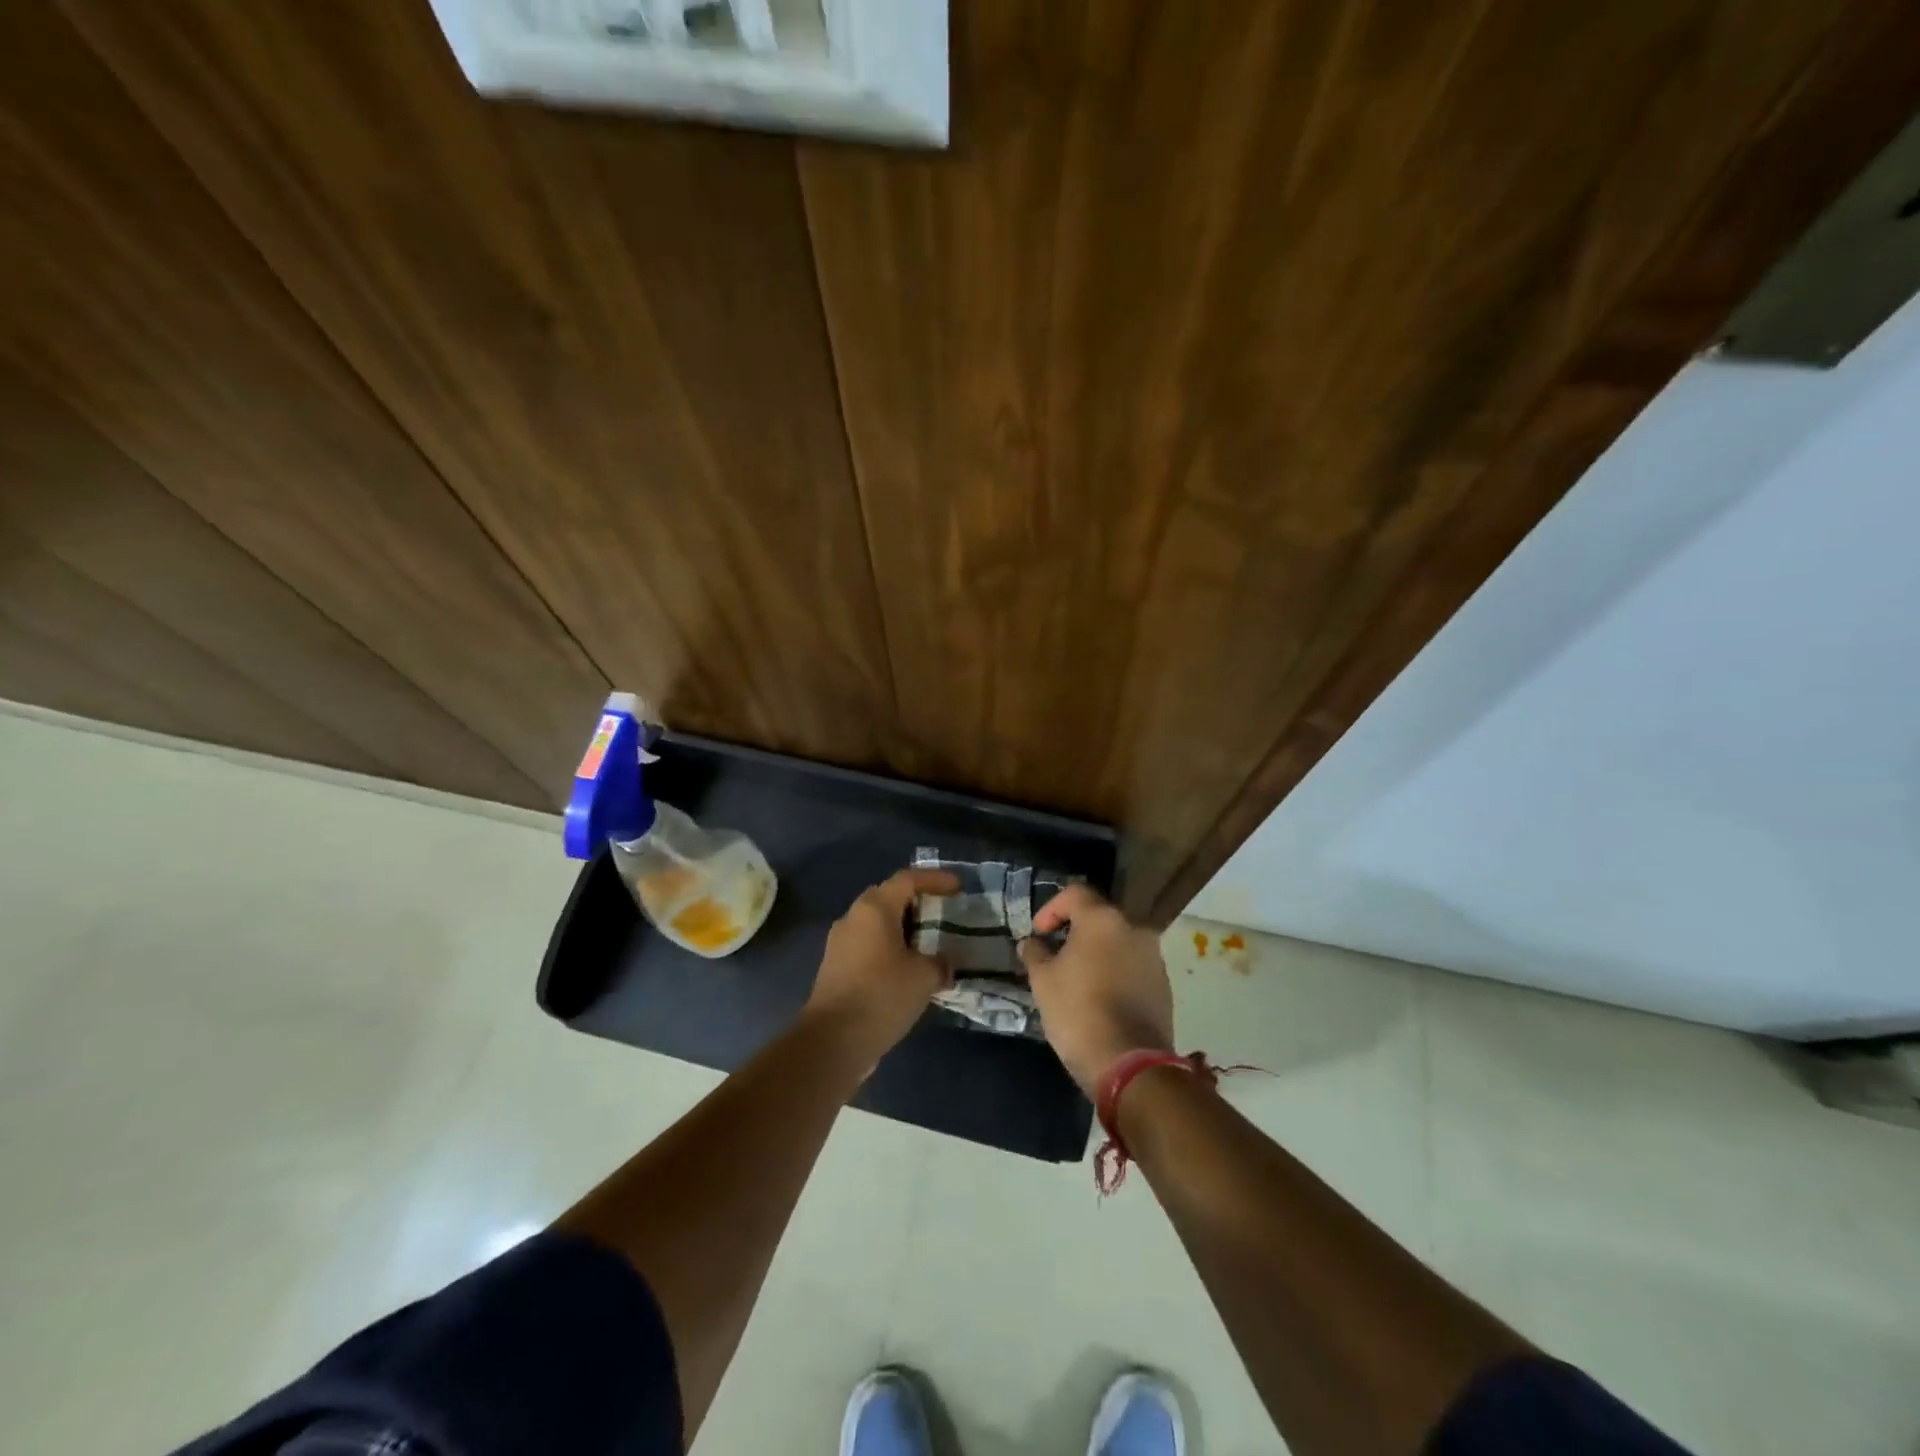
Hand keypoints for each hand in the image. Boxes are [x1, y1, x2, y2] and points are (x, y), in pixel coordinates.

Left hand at [804, 868, 957, 1068]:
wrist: (832, 1041)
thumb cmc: (882, 995)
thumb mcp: (924, 977)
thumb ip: (939, 963)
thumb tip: (943, 963)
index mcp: (874, 908)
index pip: (908, 879)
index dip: (935, 879)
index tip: (958, 887)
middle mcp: (853, 918)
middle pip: (889, 898)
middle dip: (917, 903)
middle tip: (943, 913)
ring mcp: (840, 944)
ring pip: (877, 925)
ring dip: (903, 930)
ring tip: (930, 944)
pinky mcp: (836, 969)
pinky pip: (869, 947)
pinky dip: (890, 951)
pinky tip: (908, 971)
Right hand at [1020, 885, 1174, 1096]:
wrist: (1129, 1063)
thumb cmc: (1078, 1011)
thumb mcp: (1042, 981)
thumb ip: (1034, 952)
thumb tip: (1032, 942)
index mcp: (1103, 919)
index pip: (1075, 893)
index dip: (1051, 909)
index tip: (1038, 934)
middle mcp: (1134, 928)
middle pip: (1099, 917)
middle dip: (1074, 931)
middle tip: (1055, 955)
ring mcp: (1153, 956)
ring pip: (1118, 942)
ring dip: (1097, 952)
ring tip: (1077, 978)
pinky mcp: (1164, 984)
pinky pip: (1133, 966)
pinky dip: (1115, 972)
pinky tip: (1100, 997)